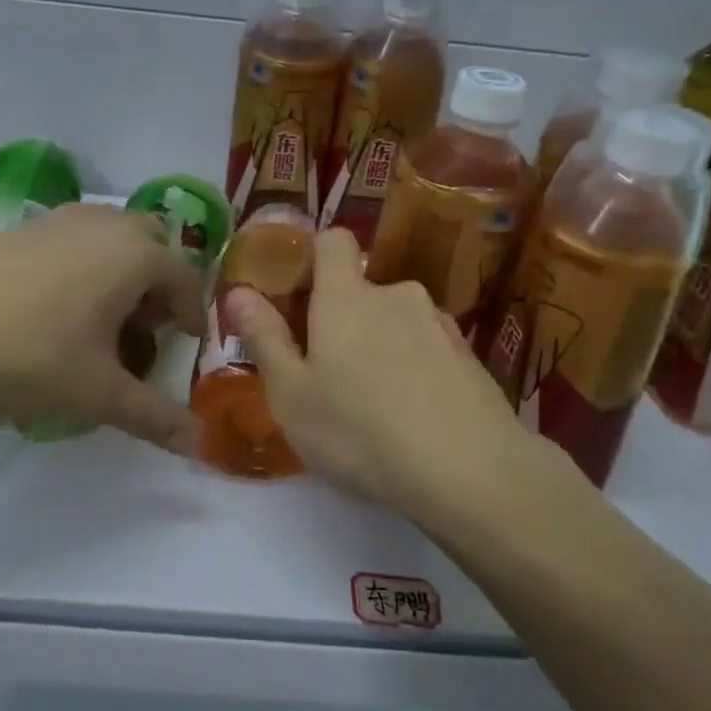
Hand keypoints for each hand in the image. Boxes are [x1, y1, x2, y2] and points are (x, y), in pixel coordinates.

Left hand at [0, 202, 205, 451]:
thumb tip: (200, 444)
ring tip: (103, 319)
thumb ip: (155, 417)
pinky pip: (74, 239)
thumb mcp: (98, 394)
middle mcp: (103, 226)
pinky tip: (56, 308)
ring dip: (122, 270)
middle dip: (159, 282)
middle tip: (146, 327)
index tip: (187, 344)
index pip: (185, 278)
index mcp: (134, 255)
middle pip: (152, 244)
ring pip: (111, 236)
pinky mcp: (20, 229)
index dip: (192, 313)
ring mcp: (58, 221)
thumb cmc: (28, 357)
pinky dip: (85, 265)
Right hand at [227, 229, 566, 524]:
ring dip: (382, 345)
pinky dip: (416, 368)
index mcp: (346, 297)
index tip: (298, 296)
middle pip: (361, 290)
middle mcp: (396, 295)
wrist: (471, 470)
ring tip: (376, 404)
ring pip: (396, 321)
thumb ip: (264, 337)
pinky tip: (415, 416)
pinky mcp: (470, 355)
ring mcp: (440, 323)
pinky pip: (429, 348)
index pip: (331, 240)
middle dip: (343, 320)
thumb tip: (239, 291)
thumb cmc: (360, 431)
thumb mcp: (292, 394)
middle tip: (330, 375)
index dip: (312, 256)